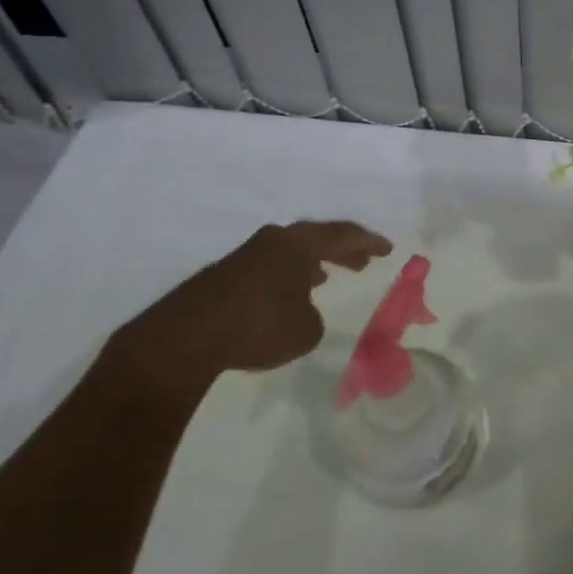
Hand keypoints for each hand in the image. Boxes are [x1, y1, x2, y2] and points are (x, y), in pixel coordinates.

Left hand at [107, 221, 391, 399]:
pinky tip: (287, 296)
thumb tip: (301, 312)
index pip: (343, 235)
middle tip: (363, 262)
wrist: (185, 338)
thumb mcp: (304, 331)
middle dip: (342, 250)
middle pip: (316, 237)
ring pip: (290, 252)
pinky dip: (288, 276)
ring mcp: (247, 255)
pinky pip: (270, 267)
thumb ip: (312, 317)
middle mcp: (275, 240)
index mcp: (299, 244)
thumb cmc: (257, 326)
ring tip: (326, 278)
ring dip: (313, 262)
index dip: (368, 242)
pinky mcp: (225, 275)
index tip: (387, 249)